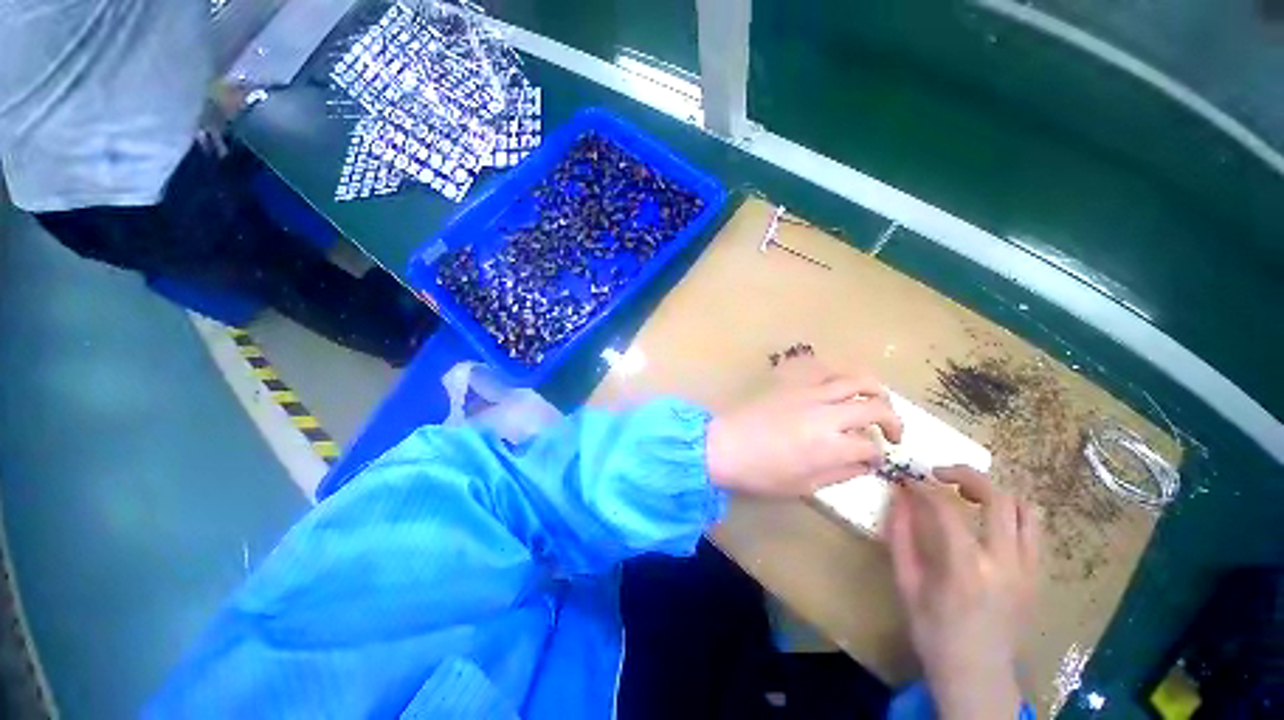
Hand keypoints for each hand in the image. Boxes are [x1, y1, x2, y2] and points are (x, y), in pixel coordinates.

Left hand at [706, 360, 903, 495]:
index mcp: (829, 445)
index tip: (873, 461)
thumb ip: (840, 473)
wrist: (723, 445)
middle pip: (875, 407)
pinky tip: (839, 386)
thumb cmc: (759, 473)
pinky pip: (821, 368)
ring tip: (877, 401)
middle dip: (893, 421)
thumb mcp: (803, 485)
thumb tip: (864, 463)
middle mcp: (825, 413)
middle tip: (892, 433)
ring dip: (875, 389)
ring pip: (854, 379)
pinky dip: (838, 374)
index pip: (870, 446)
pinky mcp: (790, 381)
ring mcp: (807, 392)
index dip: (878, 456)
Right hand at [887, 467, 1039, 719]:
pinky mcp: (1039, 577)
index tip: (907, 480)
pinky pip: (1034, 530)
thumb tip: (898, 498)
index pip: (947, 510)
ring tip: (968, 494)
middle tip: (939, 474)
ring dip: (995, 492)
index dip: (924, 488)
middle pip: (999, 498)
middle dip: (966, 475)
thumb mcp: (906, 585)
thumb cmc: (934, 632)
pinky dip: (1012, 513)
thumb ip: (900, 538)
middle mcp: (1006, 564)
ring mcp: (1030, 571)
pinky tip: (988, 520)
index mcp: (967, 570)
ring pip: (1027, 509)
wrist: (978, 676)